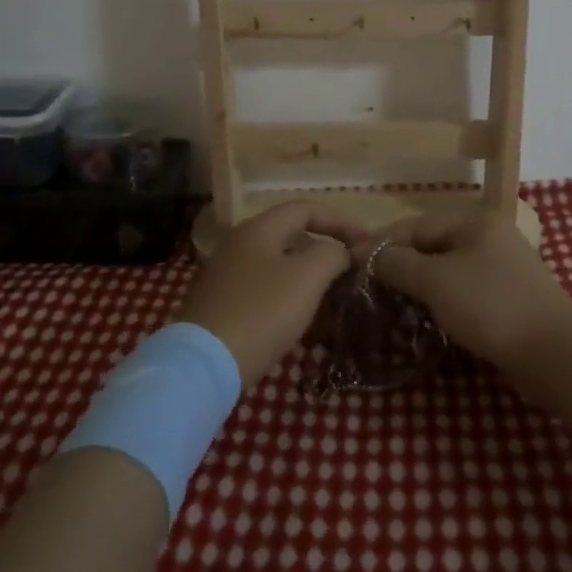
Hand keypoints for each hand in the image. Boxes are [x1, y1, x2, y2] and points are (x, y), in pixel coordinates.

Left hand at [175, 202, 364, 385]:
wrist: (205, 363)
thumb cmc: (262, 312)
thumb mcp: (307, 278)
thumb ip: (331, 254)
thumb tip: (339, 251)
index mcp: (259, 228)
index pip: (306, 208)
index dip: (340, 220)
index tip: (367, 241)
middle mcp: (239, 243)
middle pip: (290, 234)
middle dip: (325, 247)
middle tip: (352, 266)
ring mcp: (227, 273)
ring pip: (278, 263)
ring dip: (308, 273)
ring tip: (333, 293)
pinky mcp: (222, 303)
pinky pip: (264, 287)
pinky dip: (289, 293)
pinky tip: (302, 317)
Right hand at [360, 209, 571, 377]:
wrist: (556, 354)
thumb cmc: (491, 305)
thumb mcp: (436, 281)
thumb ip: (398, 263)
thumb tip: (365, 252)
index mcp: (474, 222)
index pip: (415, 226)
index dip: (382, 243)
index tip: (351, 262)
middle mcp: (489, 237)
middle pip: (432, 246)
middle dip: (400, 266)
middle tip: (370, 287)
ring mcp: (502, 268)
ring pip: (448, 271)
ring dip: (420, 287)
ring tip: (392, 305)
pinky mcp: (509, 299)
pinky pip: (465, 292)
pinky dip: (443, 302)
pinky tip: (426, 319)